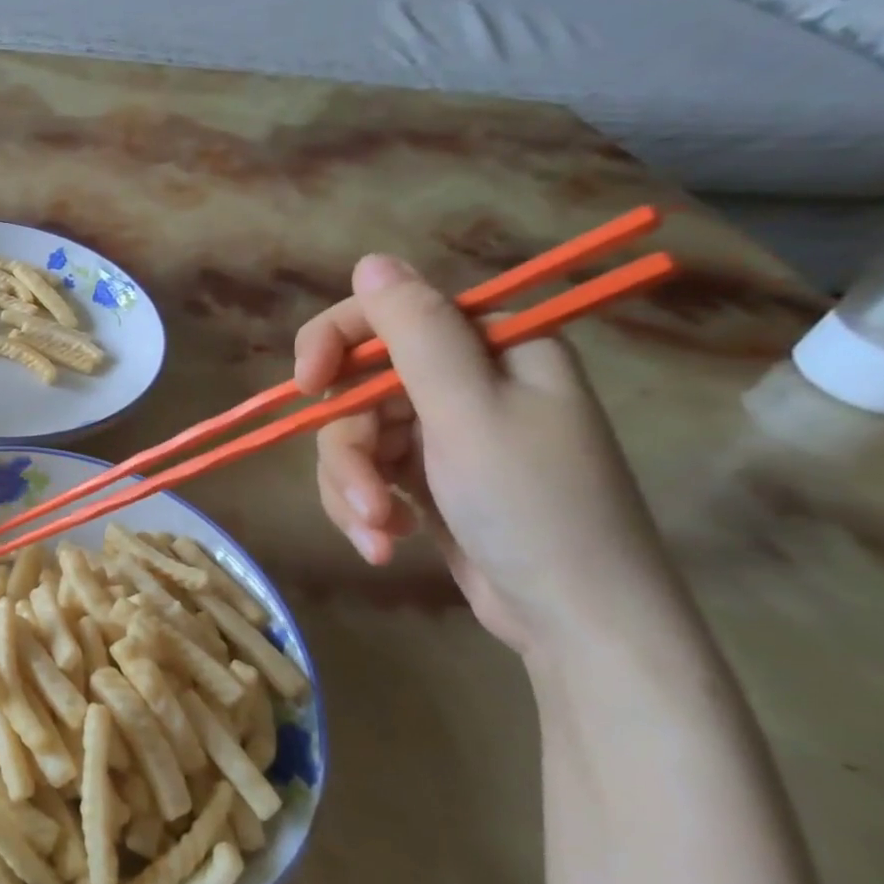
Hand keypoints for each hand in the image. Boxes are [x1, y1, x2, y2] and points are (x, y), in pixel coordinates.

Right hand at [295, 254, 683, 653]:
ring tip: (377, 535)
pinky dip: (365, 508)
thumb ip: (416, 331)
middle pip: (361, 388)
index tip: (306, 386)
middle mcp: (467, 381)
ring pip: (354, 437)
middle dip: (349, 448)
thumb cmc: (533, 506)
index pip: (388, 316)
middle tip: (363, 498)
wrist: (577, 622)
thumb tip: (371, 260)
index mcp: (492, 346)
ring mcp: (445, 433)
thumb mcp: (469, 411)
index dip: (335, 342)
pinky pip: (367, 474)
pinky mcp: (427, 479)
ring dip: (353, 488)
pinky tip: (385, 543)